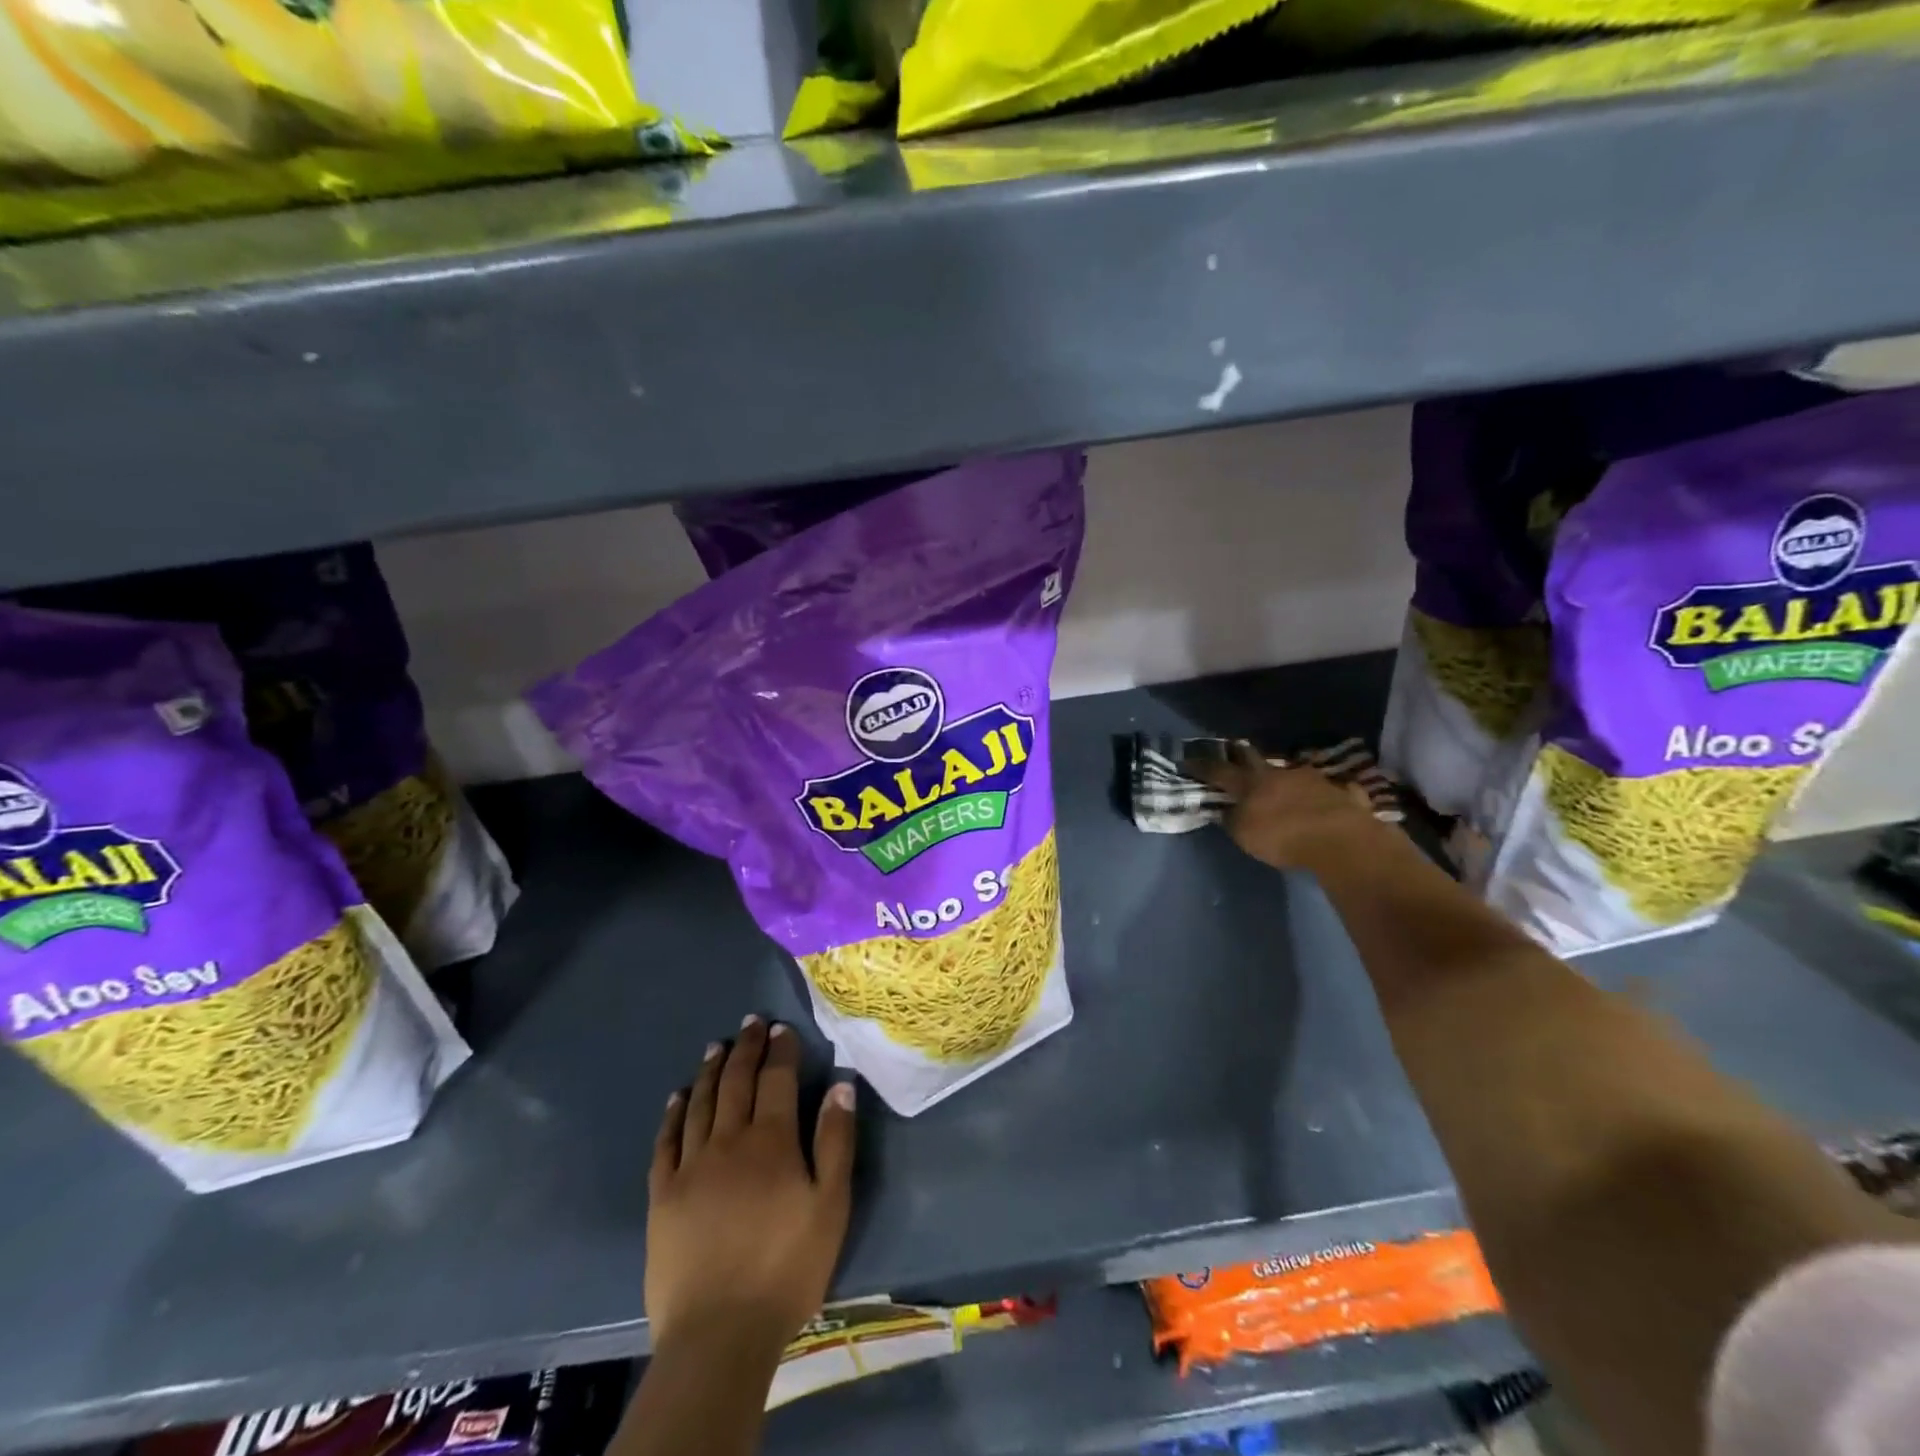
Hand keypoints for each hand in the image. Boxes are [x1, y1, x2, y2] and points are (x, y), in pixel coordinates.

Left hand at [647, 1017, 856, 1359]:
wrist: (719, 1333)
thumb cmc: (786, 1267)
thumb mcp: (830, 1205)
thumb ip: (835, 1141)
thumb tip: (840, 1085)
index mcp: (770, 1141)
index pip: (776, 1079)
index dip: (780, 1050)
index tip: (781, 1028)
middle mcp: (728, 1141)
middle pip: (736, 1082)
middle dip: (746, 1048)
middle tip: (751, 1023)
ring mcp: (690, 1166)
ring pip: (700, 1103)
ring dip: (710, 1071)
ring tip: (716, 1047)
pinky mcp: (662, 1195)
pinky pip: (666, 1141)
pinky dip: (673, 1113)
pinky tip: (678, 1097)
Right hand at [1185, 743, 1382, 870]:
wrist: (1341, 840)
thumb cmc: (1283, 837)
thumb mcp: (1244, 835)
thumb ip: (1232, 819)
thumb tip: (1225, 809)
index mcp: (1251, 783)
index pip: (1219, 771)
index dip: (1202, 767)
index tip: (1187, 760)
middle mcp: (1279, 774)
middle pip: (1255, 759)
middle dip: (1241, 755)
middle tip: (1234, 750)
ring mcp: (1313, 779)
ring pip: (1291, 772)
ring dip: (1283, 777)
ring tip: (1281, 783)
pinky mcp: (1340, 792)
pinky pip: (1327, 790)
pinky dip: (1321, 794)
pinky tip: (1323, 801)